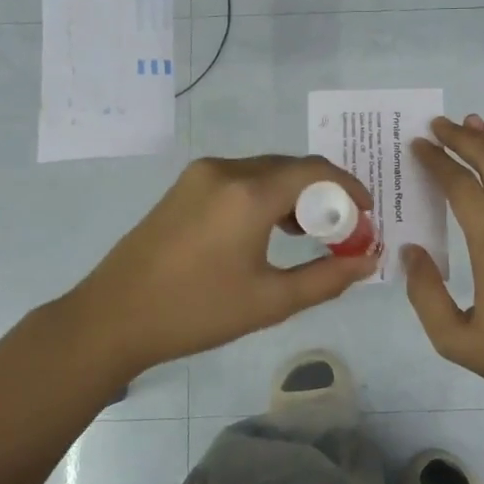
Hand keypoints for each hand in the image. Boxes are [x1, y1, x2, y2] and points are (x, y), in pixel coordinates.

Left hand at [60, 155, 378, 378]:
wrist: (113, 317)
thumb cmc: (197, 312)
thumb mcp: (270, 301)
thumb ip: (327, 277)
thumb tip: (369, 261)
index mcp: (248, 193)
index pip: (316, 171)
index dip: (349, 188)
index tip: (367, 215)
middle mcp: (226, 170)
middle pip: (291, 167)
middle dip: (324, 193)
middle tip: (341, 230)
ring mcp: (200, 175)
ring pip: (265, 171)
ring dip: (294, 194)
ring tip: (309, 234)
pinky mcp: (184, 186)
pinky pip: (240, 178)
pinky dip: (265, 195)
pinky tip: (270, 229)